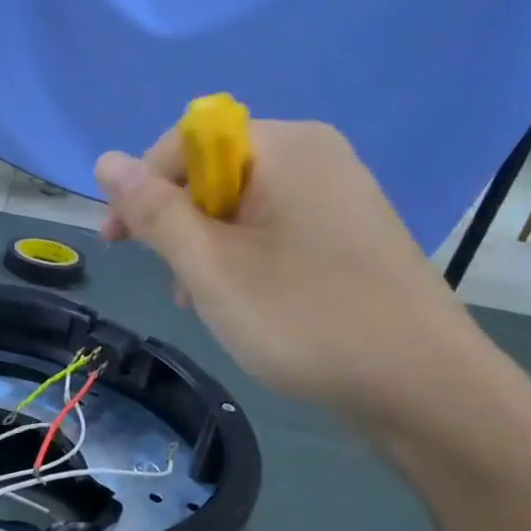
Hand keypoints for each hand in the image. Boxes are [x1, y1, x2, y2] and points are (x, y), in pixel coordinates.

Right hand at [96, 119, 488, 430]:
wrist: (425, 389)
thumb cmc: (306, 321)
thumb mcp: (211, 268)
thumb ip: (154, 211)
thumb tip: (105, 160)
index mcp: (285, 147)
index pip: (184, 141)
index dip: (142, 188)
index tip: (117, 242)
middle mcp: (315, 155)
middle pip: (213, 171)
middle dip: (176, 223)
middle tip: (168, 282)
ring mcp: (337, 192)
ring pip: (240, 204)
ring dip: (205, 246)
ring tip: (201, 301)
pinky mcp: (348, 230)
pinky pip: (273, 226)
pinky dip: (242, 256)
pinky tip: (239, 301)